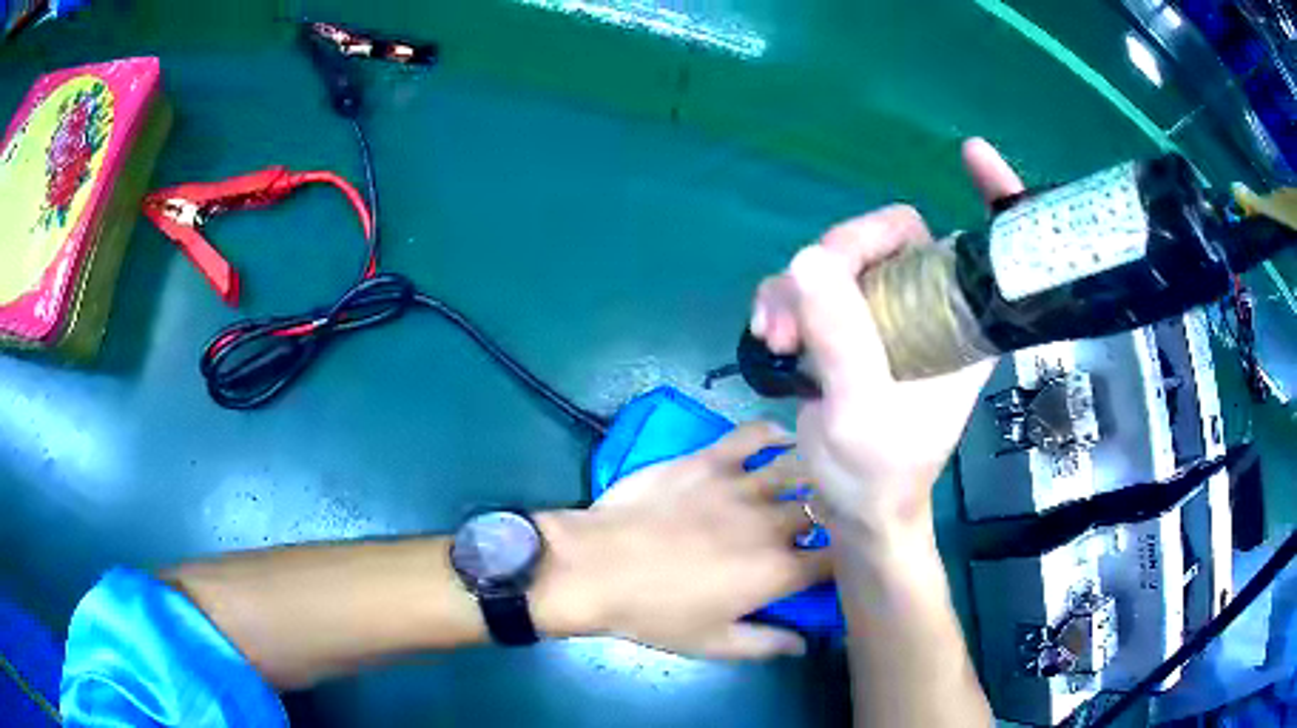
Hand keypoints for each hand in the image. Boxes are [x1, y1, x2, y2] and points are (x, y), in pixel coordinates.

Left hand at [541, 422, 829, 658]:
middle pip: (821, 510)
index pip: (835, 560)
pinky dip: (773, 433)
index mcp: (777, 572)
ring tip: (817, 475)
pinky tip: (782, 439)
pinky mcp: (710, 460)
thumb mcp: (712, 644)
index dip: (845, 559)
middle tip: (824, 520)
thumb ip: (766, 644)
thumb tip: (806, 644)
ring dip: (812, 473)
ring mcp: (742, 485)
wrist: (595, 568)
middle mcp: (771, 523)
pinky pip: (752, 435)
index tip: (839, 560)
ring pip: (798, 468)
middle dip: (829, 516)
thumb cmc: (654, 613)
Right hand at [750, 138, 1024, 535]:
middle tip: (802, 293)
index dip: (995, 198)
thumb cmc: (879, 472)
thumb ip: (843, 337)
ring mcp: (886, 312)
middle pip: (891, 236)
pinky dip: (784, 300)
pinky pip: (812, 283)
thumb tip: (806, 258)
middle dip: (842, 252)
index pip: (990, 248)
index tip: (973, 154)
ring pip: (842, 257)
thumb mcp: (862, 412)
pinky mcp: (849, 321)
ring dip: (799, 285)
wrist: (852, 505)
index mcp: (962, 325)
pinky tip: (769, 335)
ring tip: (777, 336)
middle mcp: (930, 307)